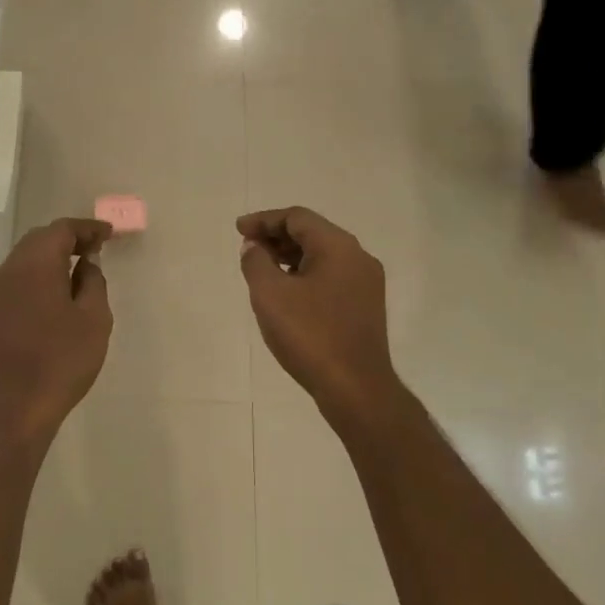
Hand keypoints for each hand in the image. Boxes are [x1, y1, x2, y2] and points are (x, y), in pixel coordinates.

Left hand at [0, 217, 112, 446]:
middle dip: (66, 241)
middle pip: (37, 241)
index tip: (108, 235)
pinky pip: (14, 286)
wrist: (12, 408)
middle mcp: (8, 272)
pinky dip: (36, 282)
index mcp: (35, 265)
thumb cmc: (61, 362)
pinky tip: (51, 301)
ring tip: (75, 274)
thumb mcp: (94, 320)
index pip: (61, 230)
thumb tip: (86, 264)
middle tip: (93, 250)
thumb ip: (93, 283)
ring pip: (23, 264)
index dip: (87, 229)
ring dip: (49, 262)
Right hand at [237, 207, 399, 428]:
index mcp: (338, 247)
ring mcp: (366, 284)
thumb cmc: (309, 335)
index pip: (297, 217)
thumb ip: (256, 262)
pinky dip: (305, 275)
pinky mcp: (365, 307)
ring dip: (290, 257)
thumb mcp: (270, 295)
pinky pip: (330, 277)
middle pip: (313, 233)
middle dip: (276, 237)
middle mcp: (358, 257)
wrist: (355, 386)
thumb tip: (253, 247)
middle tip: (247, 249)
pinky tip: (287, 294)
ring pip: (323, 256)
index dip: (264, 220)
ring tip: (262, 270)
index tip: (238, 230)